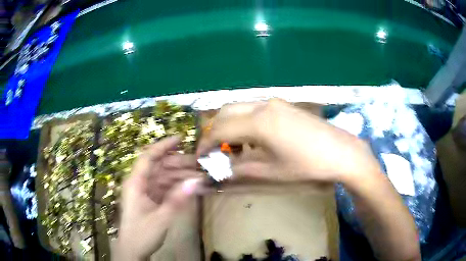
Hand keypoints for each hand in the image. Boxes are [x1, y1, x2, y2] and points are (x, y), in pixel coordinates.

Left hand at [116, 136, 203, 260]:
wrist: (133, 250)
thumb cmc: (142, 234)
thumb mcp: (161, 218)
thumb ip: (177, 200)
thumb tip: (196, 182)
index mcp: (135, 183)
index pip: (148, 157)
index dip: (163, 146)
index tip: (181, 138)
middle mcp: (139, 183)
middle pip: (159, 166)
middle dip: (178, 163)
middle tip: (199, 163)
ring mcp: (144, 192)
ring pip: (163, 177)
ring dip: (180, 176)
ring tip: (199, 177)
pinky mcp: (149, 200)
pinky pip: (164, 188)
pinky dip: (176, 188)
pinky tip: (189, 188)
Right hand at [197, 99, 380, 182]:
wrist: (341, 152)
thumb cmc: (307, 165)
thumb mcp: (271, 172)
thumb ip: (240, 169)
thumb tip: (219, 169)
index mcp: (258, 122)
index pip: (220, 130)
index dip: (206, 144)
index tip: (201, 157)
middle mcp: (263, 105)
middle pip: (226, 112)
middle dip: (215, 131)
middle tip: (215, 151)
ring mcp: (275, 102)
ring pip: (239, 107)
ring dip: (229, 125)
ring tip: (234, 147)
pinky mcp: (284, 105)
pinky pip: (254, 108)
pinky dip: (244, 121)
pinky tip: (253, 139)